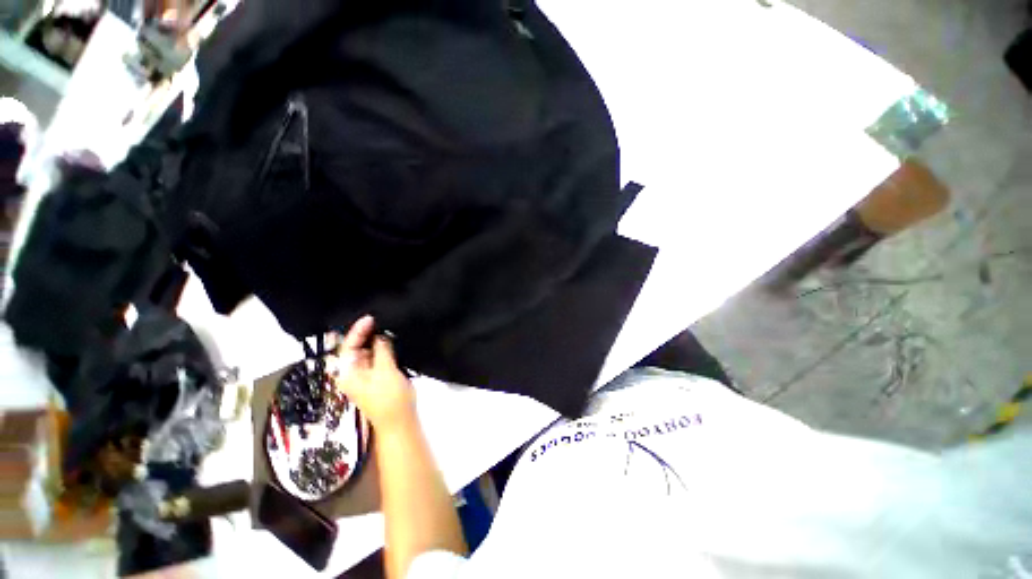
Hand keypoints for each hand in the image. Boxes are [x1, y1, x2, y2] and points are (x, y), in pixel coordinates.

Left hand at [330, 316, 415, 430]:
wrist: (400, 422)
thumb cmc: (390, 398)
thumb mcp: (386, 371)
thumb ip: (382, 350)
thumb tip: (381, 335)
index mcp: (348, 373)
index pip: (348, 346)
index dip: (358, 330)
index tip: (372, 318)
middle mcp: (353, 373)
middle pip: (356, 347)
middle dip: (367, 333)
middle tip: (382, 319)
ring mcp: (365, 376)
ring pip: (368, 352)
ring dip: (376, 340)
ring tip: (388, 326)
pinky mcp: (376, 378)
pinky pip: (377, 358)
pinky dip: (383, 348)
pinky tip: (391, 341)